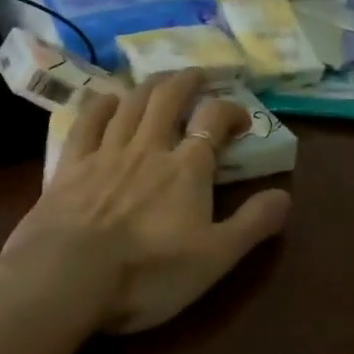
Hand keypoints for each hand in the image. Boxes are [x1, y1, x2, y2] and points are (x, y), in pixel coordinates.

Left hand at [0, 70, 292, 333]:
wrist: (68, 278)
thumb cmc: (148, 272)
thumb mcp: (215, 258)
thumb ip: (252, 224)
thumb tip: (285, 195)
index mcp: (187, 167)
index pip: (214, 119)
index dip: (231, 110)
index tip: (241, 119)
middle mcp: (148, 147)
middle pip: (169, 98)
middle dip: (187, 82)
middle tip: (198, 75)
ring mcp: (106, 152)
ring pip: (131, 103)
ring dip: (149, 86)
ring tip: (160, 81)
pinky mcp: (70, 166)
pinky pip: (86, 122)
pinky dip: (100, 105)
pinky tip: (106, 100)